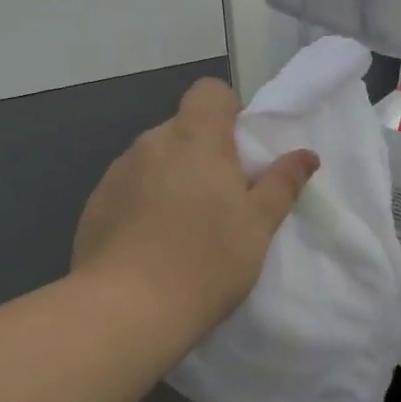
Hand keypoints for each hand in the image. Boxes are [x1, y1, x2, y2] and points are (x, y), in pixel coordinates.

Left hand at [72, 79, 318, 335]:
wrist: (126, 309)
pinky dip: (144, 203)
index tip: (241, 151)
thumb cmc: (207, 260)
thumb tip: (305, 155)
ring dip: (172, 178)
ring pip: (155, 160)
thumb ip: (282, 183)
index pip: (210, 92)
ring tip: (185, 229)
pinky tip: (151, 245)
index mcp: (195, 137)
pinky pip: (129, 188)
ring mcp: (117, 172)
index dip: (229, 111)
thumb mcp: (259, 225)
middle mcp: (151, 143)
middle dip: (203, 153)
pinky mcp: (94, 204)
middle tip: (222, 200)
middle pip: (183, 129)